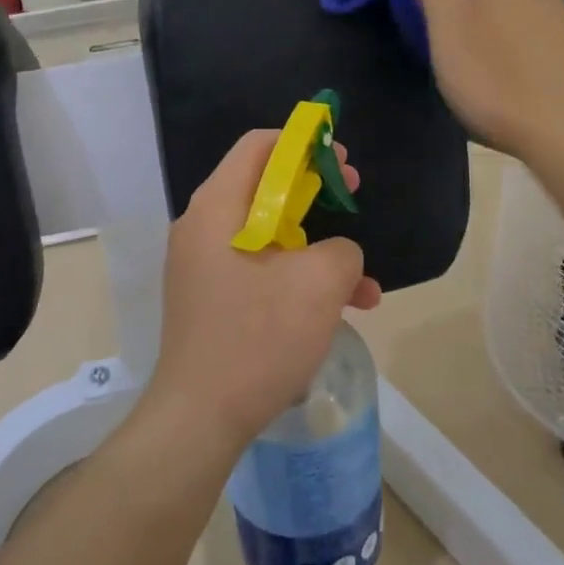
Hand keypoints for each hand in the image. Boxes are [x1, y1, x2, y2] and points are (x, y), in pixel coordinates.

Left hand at [150, 130, 382, 448]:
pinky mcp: (212, 300)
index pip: (258, 146)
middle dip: (316, 193)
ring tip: (364, 285)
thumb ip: (341, 249)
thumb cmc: (257, 338)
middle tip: (353, 198)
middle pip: (264, 187)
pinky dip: (297, 281)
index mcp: (217, 207)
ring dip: (318, 250)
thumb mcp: (318, 284)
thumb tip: (337, 253)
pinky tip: (340, 313)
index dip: (303, 143)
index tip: (341, 160)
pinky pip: (260, 272)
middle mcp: (203, 227)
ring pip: (270, 236)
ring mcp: (204, 267)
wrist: (199, 420)